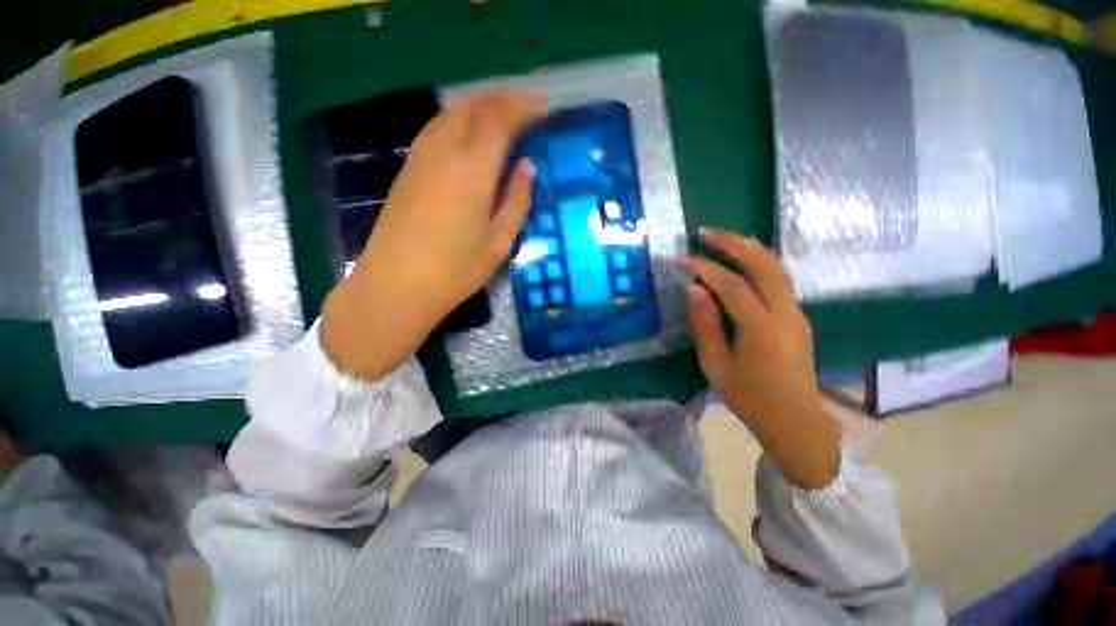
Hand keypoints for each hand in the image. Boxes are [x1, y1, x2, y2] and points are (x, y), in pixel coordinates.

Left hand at [321, 91, 544, 380]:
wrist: (396, 285)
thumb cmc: (455, 270)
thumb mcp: (499, 241)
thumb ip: (516, 201)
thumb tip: (528, 168)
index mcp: (473, 169)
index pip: (500, 119)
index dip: (524, 107)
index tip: (543, 107)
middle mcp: (444, 151)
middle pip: (473, 106)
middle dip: (501, 98)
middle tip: (525, 105)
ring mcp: (420, 158)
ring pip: (451, 114)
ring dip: (478, 106)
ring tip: (501, 114)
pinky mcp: (408, 170)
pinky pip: (436, 129)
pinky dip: (457, 120)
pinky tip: (468, 135)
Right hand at [681, 230, 839, 489]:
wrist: (795, 420)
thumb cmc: (750, 397)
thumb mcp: (716, 365)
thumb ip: (705, 324)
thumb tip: (694, 289)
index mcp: (761, 328)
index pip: (730, 285)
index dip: (704, 267)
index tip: (681, 257)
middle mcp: (785, 313)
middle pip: (762, 264)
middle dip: (733, 242)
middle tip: (705, 233)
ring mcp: (797, 313)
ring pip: (776, 267)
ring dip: (749, 247)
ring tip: (723, 238)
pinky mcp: (798, 316)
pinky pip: (779, 279)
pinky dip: (759, 262)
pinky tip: (742, 261)